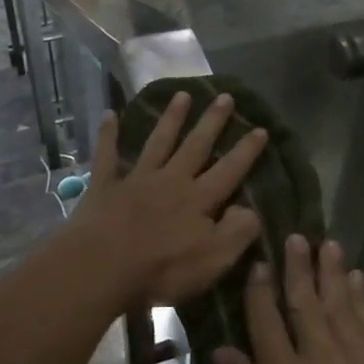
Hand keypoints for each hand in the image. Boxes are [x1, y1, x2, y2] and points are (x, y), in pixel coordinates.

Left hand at [70, 92, 266, 312]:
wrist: (102, 266)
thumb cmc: (162, 269)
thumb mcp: (214, 259)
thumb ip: (238, 232)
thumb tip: (251, 209)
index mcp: (199, 200)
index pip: (230, 170)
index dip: (246, 151)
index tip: (261, 128)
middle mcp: (171, 180)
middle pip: (196, 146)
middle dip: (212, 121)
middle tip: (225, 96)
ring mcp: (137, 179)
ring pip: (158, 142)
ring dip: (171, 118)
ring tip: (182, 94)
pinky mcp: (105, 185)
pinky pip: (107, 154)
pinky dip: (108, 134)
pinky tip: (109, 113)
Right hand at [213, 237, 363, 363]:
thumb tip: (222, 350)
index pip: (265, 321)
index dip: (259, 289)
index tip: (257, 263)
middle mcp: (318, 359)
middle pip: (304, 301)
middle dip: (297, 266)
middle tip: (293, 236)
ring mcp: (357, 361)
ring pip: (339, 303)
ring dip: (331, 271)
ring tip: (325, 243)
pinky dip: (362, 297)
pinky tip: (357, 278)